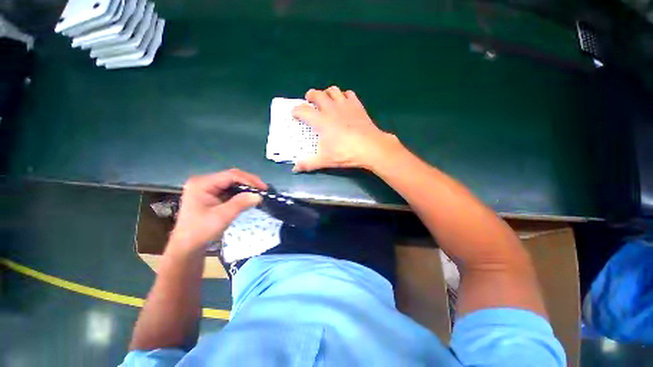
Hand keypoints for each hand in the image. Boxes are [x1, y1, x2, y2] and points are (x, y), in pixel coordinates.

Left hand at [168, 169, 266, 254]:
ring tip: (259, 192)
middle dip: (249, 182)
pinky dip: (241, 192)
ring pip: (232, 182)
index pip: (230, 176)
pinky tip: (249, 196)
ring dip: (246, 187)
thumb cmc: (201, 231)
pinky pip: (230, 189)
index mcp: (202, 184)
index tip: (263, 188)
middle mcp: (204, 181)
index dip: (249, 180)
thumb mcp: (221, 217)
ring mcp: (207, 187)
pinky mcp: (211, 194)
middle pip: (232, 176)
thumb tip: (259, 195)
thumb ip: (240, 204)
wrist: (187, 246)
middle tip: (263, 190)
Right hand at [291, 86, 400, 171]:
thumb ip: (308, 164)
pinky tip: (344, 103)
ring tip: (326, 100)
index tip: (295, 114)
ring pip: (333, 90)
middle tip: (309, 102)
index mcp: (321, 121)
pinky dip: (344, 96)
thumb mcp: (325, 160)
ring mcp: (345, 105)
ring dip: (327, 93)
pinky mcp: (357, 106)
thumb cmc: (345, 153)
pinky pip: (349, 94)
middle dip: (310, 96)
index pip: (303, 110)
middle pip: (317, 94)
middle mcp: (331, 109)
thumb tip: (295, 169)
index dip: (296, 111)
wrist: (370, 147)